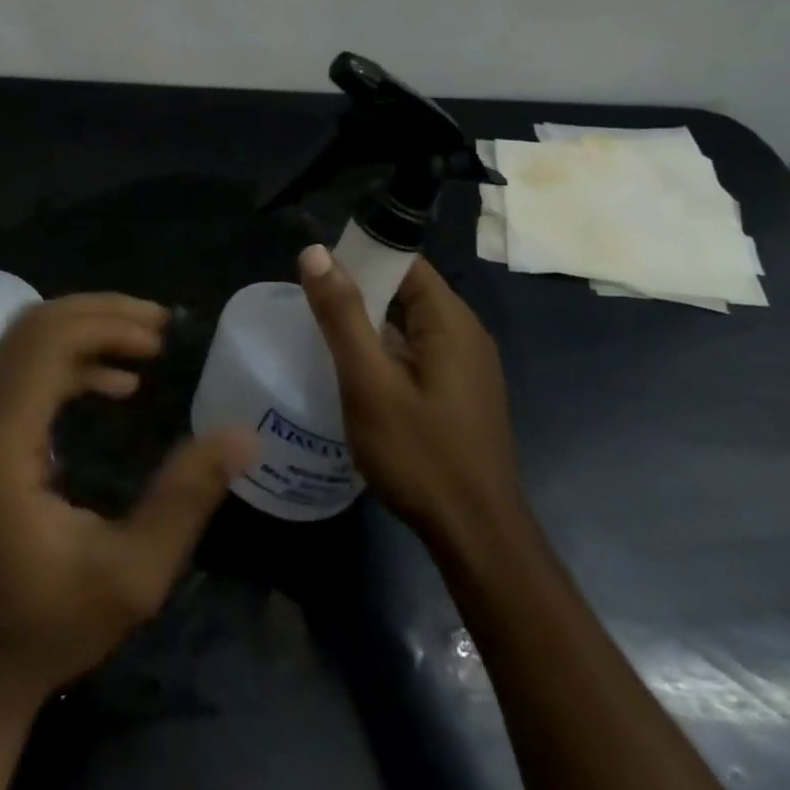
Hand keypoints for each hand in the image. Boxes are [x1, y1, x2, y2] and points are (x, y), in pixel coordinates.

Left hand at [0, 294, 256, 710]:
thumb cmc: (45, 629)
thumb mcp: (132, 576)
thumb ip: (185, 498)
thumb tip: (242, 435)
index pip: (44, 343)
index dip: (106, 324)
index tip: (161, 335)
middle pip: (29, 329)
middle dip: (98, 315)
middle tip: (158, 327)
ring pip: (20, 344)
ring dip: (82, 333)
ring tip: (144, 347)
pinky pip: (15, 372)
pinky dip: (64, 362)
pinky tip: (111, 384)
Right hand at [299, 247, 521, 548]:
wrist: (477, 538)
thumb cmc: (421, 455)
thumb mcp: (369, 382)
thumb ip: (342, 315)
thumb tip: (315, 252)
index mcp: (450, 320)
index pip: (404, 262)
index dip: (361, 256)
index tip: (317, 271)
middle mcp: (466, 334)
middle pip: (407, 291)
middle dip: (360, 291)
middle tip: (312, 307)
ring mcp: (467, 367)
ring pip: (410, 325)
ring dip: (370, 324)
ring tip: (324, 337)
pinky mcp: (461, 394)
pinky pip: (418, 353)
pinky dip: (386, 352)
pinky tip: (357, 375)